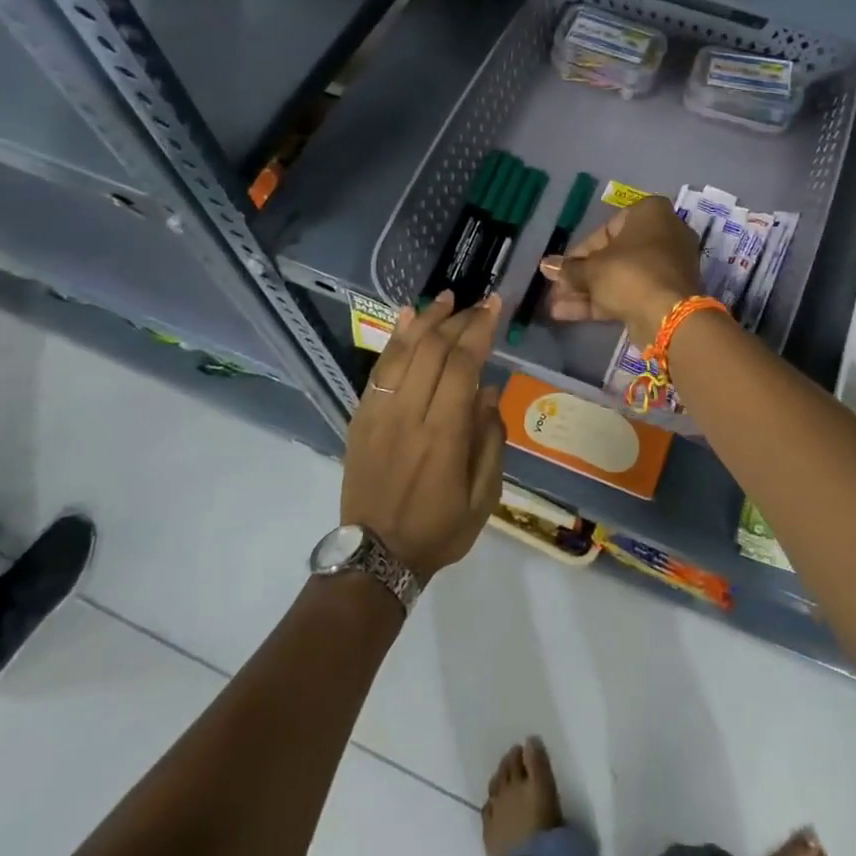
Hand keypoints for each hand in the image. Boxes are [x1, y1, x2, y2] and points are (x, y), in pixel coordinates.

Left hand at [342, 292, 505, 580]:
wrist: (376, 556)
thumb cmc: (440, 528)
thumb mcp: (484, 496)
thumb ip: (490, 439)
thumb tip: (488, 390)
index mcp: (444, 434)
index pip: (463, 364)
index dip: (479, 329)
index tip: (494, 305)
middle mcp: (409, 414)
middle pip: (433, 350)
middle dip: (458, 319)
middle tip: (477, 303)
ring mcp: (379, 413)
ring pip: (402, 351)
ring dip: (425, 320)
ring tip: (444, 299)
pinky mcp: (360, 417)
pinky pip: (378, 368)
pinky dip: (394, 339)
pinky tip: (406, 318)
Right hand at [538, 195, 701, 343]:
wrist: (668, 315)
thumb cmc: (629, 273)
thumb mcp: (592, 269)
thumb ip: (568, 268)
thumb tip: (546, 266)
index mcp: (650, 213)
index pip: (607, 229)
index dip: (579, 252)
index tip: (562, 268)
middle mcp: (664, 234)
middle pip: (613, 255)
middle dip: (581, 275)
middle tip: (556, 288)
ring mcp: (667, 266)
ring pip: (620, 276)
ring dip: (587, 291)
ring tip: (555, 305)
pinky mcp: (666, 293)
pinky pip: (631, 292)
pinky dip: (603, 301)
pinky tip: (567, 314)